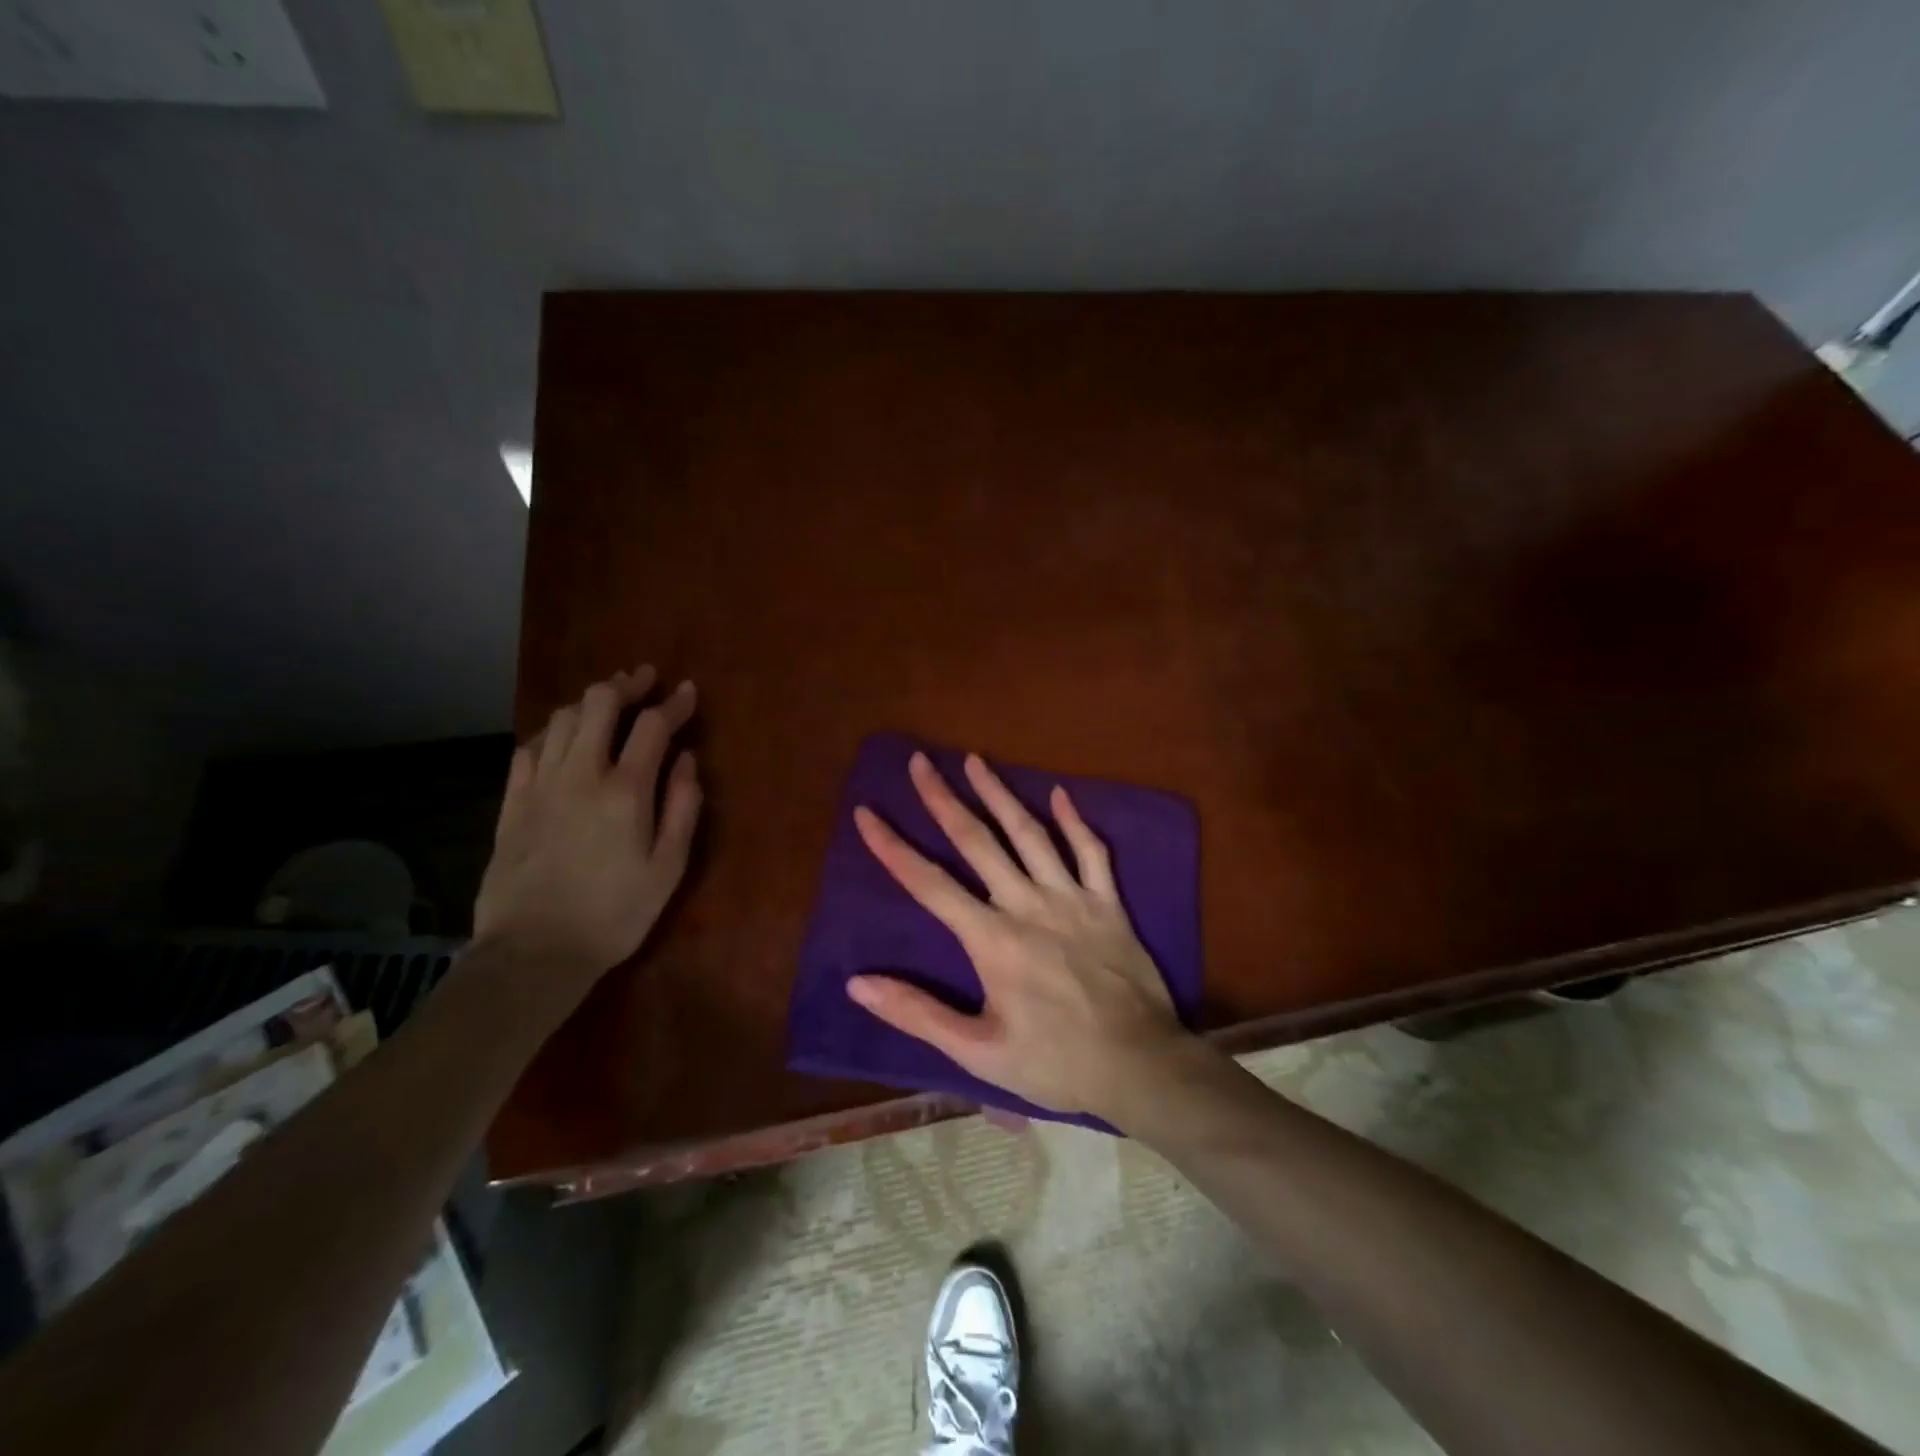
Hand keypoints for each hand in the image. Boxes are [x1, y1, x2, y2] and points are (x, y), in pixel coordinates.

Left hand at [474, 666, 700, 991]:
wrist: (535, 952)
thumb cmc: (616, 914)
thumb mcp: (669, 868)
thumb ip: (682, 808)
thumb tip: (686, 760)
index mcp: (625, 791)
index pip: (652, 726)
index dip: (673, 704)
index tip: (688, 692)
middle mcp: (580, 774)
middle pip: (598, 704)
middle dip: (626, 684)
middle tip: (645, 679)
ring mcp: (540, 785)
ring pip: (562, 718)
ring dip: (589, 701)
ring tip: (609, 701)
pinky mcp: (512, 803)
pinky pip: (529, 747)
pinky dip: (552, 730)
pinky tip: (563, 736)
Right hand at [847, 751, 1185, 1118]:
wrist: (1140, 1066)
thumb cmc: (1054, 1063)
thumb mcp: (977, 1051)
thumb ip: (916, 1013)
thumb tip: (857, 982)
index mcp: (991, 939)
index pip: (929, 883)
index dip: (893, 847)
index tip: (867, 813)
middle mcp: (1027, 904)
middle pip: (977, 841)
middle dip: (943, 798)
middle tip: (920, 761)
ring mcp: (1071, 898)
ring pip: (1030, 833)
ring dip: (999, 793)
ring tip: (975, 760)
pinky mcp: (1108, 903)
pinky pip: (1092, 852)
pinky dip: (1075, 821)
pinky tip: (1061, 793)